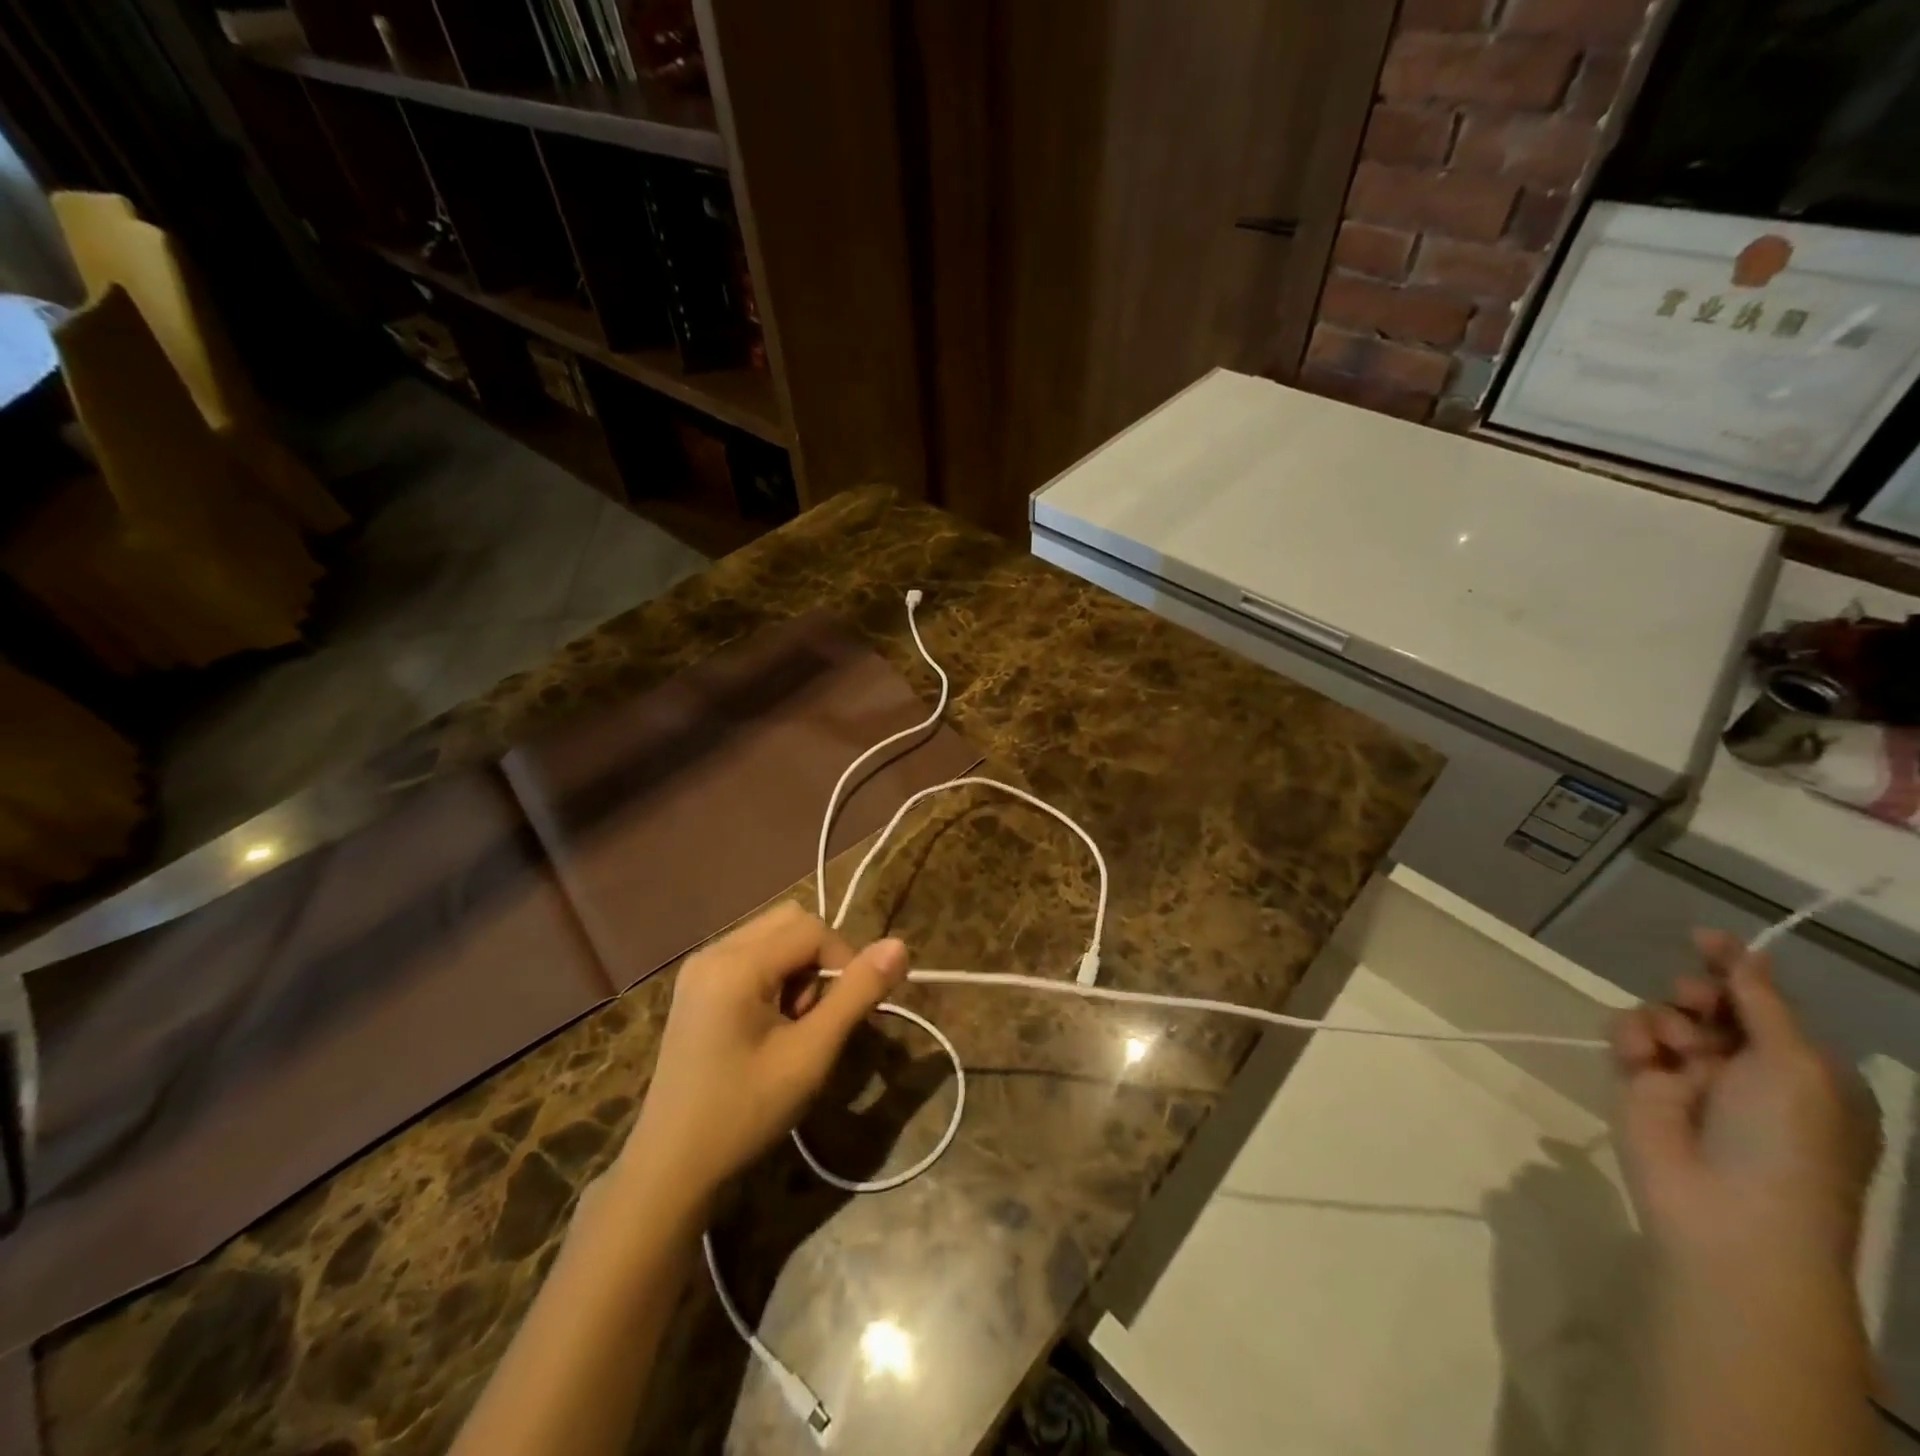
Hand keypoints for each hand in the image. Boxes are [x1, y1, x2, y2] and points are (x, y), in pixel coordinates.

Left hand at [616, 902, 908, 1212]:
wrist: (671, 1169)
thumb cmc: (744, 1113)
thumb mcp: (811, 1055)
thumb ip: (857, 994)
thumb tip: (900, 946)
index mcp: (735, 964)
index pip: (813, 929)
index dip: (845, 961)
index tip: (851, 1012)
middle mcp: (713, 951)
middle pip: (791, 921)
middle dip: (819, 960)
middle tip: (816, 1017)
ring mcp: (699, 966)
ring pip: (773, 936)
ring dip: (798, 968)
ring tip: (793, 1025)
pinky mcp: (696, 984)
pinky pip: (752, 955)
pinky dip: (775, 976)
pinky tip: (769, 1024)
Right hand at [1612, 931, 1876, 1271]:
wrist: (1726, 1211)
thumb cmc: (1786, 1142)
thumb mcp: (1796, 1066)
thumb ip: (1762, 1003)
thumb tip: (1744, 951)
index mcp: (1803, 1071)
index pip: (1765, 1004)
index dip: (1737, 967)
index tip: (1703, 936)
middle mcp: (1746, 1070)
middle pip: (1710, 1005)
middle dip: (1698, 994)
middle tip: (1694, 999)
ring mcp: (1689, 1078)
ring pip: (1663, 1015)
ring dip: (1666, 1019)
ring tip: (1673, 1046)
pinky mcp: (1638, 1083)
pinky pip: (1626, 1036)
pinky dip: (1631, 1037)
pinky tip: (1641, 1057)